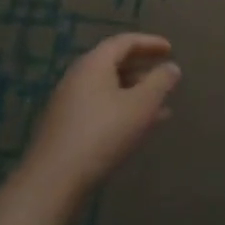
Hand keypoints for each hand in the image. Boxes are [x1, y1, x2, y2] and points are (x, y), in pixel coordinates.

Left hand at [23, 33, 182, 202]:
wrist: (53, 181)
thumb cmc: (103, 134)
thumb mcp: (141, 105)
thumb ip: (160, 83)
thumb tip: (172, 67)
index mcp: (94, 64)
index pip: (124, 42)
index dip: (150, 43)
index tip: (170, 49)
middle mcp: (78, 78)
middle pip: (114, 64)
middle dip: (143, 69)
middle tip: (165, 76)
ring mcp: (68, 104)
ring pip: (109, 89)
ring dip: (135, 93)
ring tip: (161, 106)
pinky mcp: (65, 128)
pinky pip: (100, 108)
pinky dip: (122, 109)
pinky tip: (139, 128)